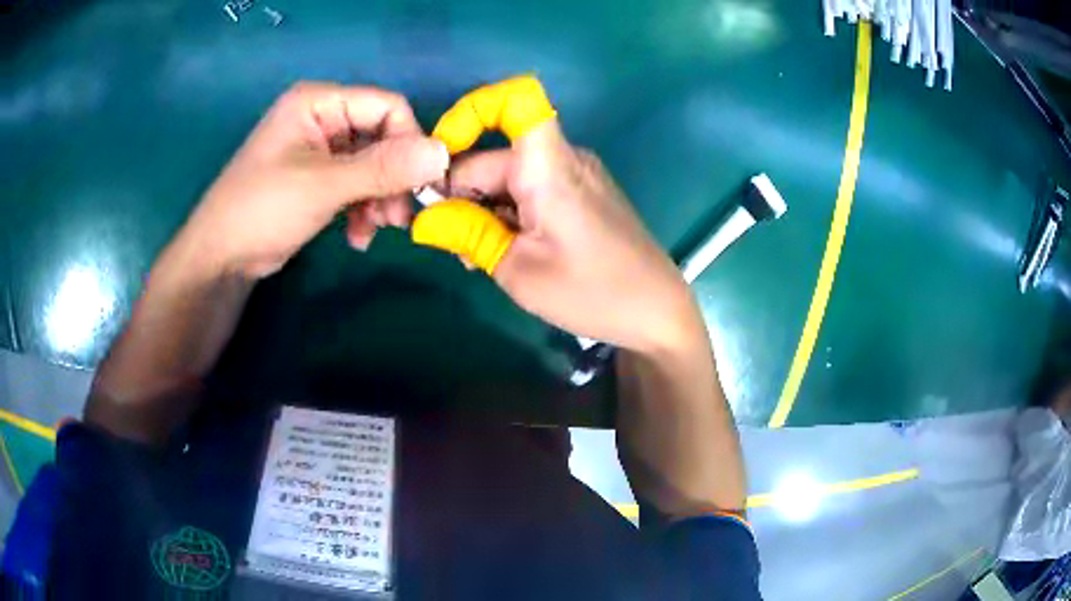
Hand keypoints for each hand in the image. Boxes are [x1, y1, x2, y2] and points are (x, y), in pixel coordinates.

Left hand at [180, 82, 448, 279]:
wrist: (221, 257)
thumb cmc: (262, 209)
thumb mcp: (324, 185)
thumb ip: (383, 168)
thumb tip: (443, 154)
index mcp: (319, 102)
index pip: (387, 106)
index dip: (410, 141)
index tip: (422, 184)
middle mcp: (323, 118)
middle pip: (382, 138)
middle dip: (393, 179)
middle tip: (398, 219)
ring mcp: (320, 149)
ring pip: (373, 165)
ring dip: (380, 198)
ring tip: (376, 230)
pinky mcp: (318, 178)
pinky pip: (357, 185)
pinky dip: (363, 210)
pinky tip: (357, 236)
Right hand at [450, 122, 704, 353]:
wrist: (657, 312)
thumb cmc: (593, 293)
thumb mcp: (518, 271)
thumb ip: (467, 235)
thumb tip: (422, 219)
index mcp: (550, 167)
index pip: (517, 99)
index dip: (471, 111)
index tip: (440, 158)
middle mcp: (564, 158)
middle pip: (495, 155)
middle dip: (461, 193)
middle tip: (452, 245)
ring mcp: (575, 175)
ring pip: (509, 176)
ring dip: (483, 209)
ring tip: (478, 256)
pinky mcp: (582, 193)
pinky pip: (531, 189)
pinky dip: (508, 213)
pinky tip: (505, 249)